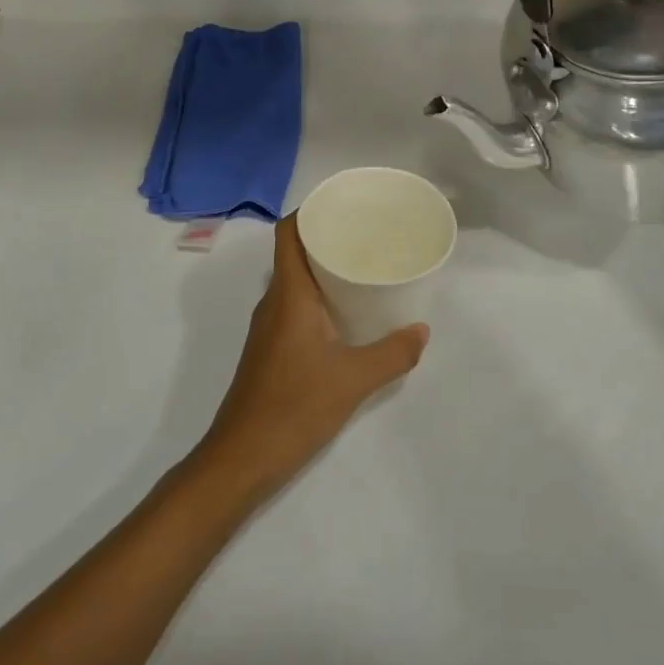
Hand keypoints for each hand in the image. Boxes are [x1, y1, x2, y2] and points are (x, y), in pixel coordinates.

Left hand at [196, 214, 428, 498]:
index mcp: (288, 295)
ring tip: (363, 269)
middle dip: (327, 238)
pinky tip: (346, 315)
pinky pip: (294, 306)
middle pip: (294, 253)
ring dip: (323, 270)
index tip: (344, 206)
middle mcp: (274, 302)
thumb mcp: (354, 380)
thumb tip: (421, 330)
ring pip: (294, 281)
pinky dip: (318, 298)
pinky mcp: (270, 349)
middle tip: (367, 236)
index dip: (310, 211)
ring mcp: (268, 327)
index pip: (288, 233)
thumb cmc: (294, 408)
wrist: (242, 458)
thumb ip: (392, 354)